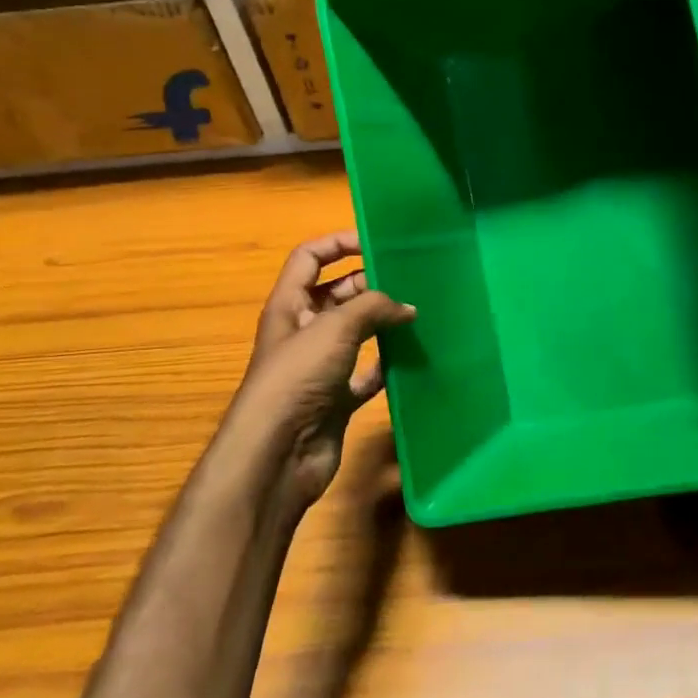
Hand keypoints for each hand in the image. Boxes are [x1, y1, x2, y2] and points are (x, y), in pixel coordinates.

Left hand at [229, 232, 413, 506]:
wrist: (277, 455)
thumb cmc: (297, 378)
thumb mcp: (335, 327)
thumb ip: (374, 307)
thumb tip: (408, 308)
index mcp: (289, 305)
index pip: (309, 258)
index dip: (339, 243)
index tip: (377, 242)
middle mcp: (303, 331)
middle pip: (338, 294)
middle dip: (371, 285)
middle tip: (411, 281)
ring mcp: (320, 366)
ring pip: (357, 333)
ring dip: (384, 324)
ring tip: (420, 315)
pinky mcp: (337, 398)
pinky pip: (367, 373)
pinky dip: (387, 365)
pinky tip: (412, 358)